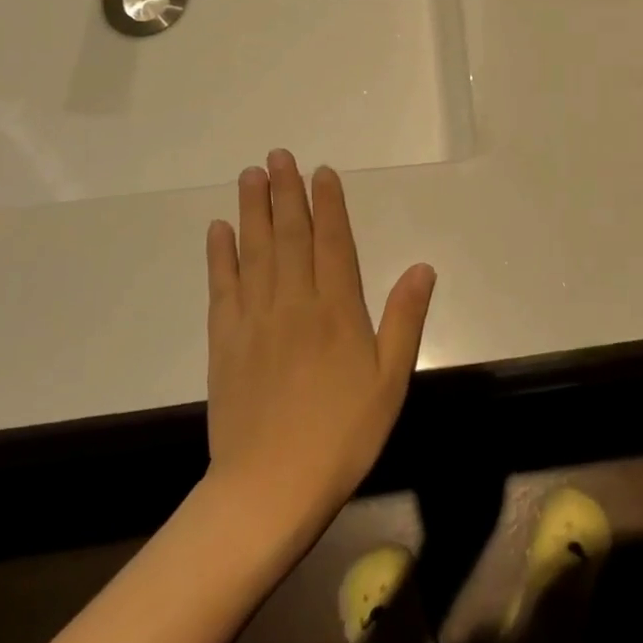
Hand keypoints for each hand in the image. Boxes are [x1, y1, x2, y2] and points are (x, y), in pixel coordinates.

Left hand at [204, 150, 435, 528]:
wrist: (270, 487)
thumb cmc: (343, 433)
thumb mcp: (391, 380)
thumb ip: (405, 319)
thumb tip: (424, 267)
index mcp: (337, 310)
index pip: (334, 242)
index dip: (328, 204)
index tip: (321, 172)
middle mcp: (294, 302)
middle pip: (289, 236)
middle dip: (285, 192)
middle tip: (277, 156)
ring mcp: (254, 320)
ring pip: (254, 252)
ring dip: (252, 211)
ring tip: (250, 176)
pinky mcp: (224, 342)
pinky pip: (222, 287)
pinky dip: (220, 255)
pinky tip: (218, 231)